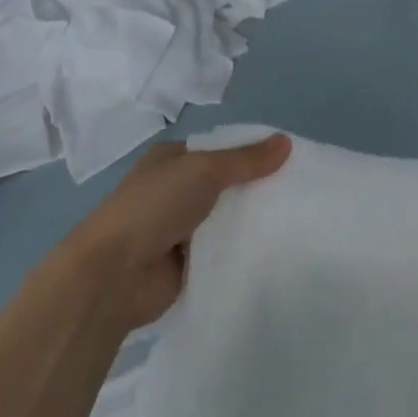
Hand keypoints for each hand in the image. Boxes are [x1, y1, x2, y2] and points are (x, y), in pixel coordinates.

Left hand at [69, 134, 290, 330]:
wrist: (114, 274)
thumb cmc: (154, 207)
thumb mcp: (203, 170)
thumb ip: (246, 160)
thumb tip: (286, 142)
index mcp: (173, 159)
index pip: (223, 149)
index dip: (255, 152)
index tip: (293, 159)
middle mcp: (176, 190)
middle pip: (228, 184)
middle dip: (258, 188)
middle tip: (303, 191)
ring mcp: (182, 228)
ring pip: (228, 219)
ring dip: (253, 221)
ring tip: (300, 220)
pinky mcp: (188, 263)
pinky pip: (224, 251)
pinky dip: (243, 250)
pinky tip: (277, 249)